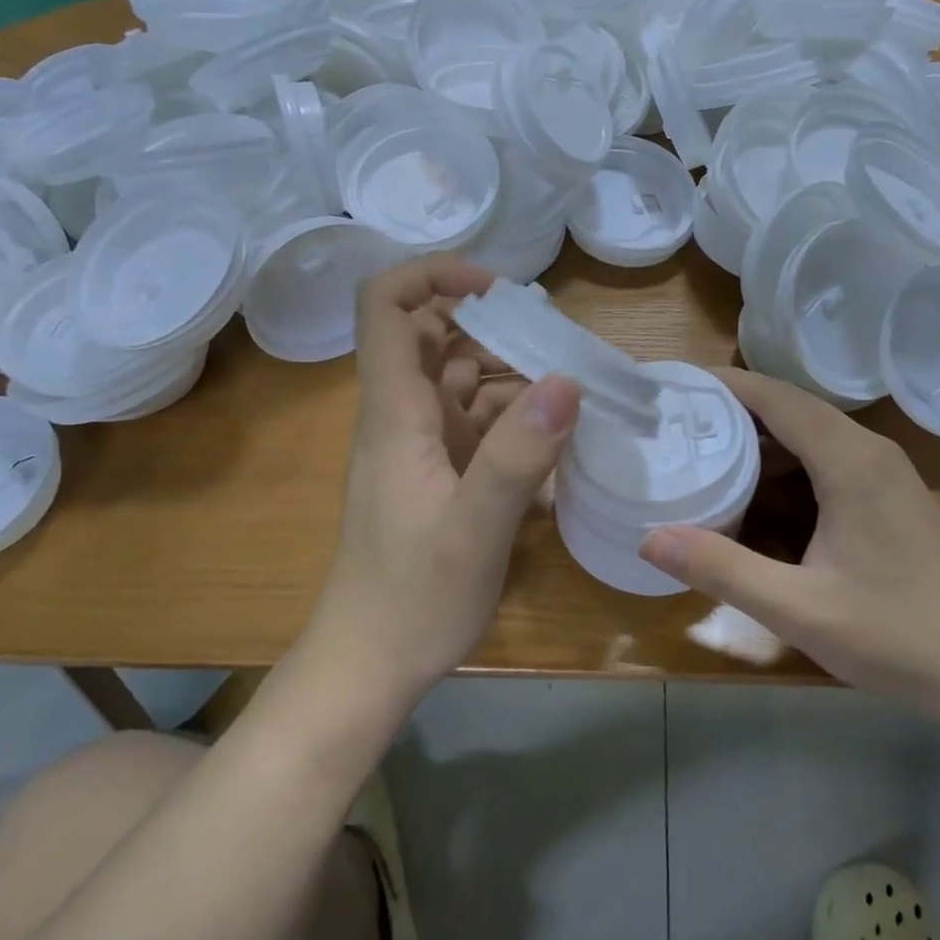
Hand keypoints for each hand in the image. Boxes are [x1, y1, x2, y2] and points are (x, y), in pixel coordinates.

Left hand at [307, 256, 580, 712]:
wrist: (369, 664)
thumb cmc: (413, 598)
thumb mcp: (474, 529)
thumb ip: (517, 455)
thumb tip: (566, 380)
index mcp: (394, 412)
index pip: (386, 307)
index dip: (434, 275)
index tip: (499, 290)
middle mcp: (401, 416)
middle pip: (432, 335)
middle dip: (492, 326)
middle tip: (557, 343)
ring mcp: (419, 446)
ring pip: (458, 379)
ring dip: (509, 372)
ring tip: (570, 383)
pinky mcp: (437, 475)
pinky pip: (474, 423)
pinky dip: (511, 416)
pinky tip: (554, 435)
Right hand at [640, 368, 939, 708]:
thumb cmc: (898, 636)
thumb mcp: (797, 608)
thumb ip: (721, 569)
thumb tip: (648, 537)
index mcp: (849, 460)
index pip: (775, 396)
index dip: (723, 384)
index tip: (674, 385)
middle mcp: (870, 452)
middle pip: (791, 409)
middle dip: (733, 410)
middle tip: (677, 423)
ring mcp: (889, 475)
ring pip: (812, 436)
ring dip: (761, 440)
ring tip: (706, 453)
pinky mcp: (896, 500)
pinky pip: (830, 460)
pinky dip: (788, 465)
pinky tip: (761, 496)